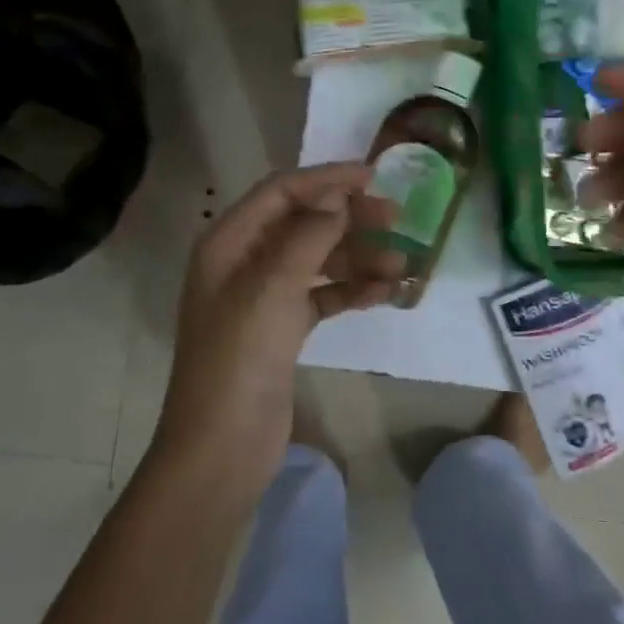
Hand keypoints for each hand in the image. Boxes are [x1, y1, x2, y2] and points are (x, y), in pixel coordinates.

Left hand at [152, 163, 402, 491]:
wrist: (222, 446)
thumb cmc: (240, 357)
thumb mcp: (272, 287)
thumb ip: (307, 236)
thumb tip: (338, 198)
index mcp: (229, 243)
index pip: (282, 192)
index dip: (327, 180)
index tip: (374, 177)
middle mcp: (245, 262)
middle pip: (303, 223)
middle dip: (349, 219)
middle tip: (397, 220)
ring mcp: (264, 297)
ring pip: (318, 261)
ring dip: (358, 258)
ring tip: (401, 267)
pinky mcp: (283, 329)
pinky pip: (323, 296)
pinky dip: (351, 291)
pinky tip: (384, 294)